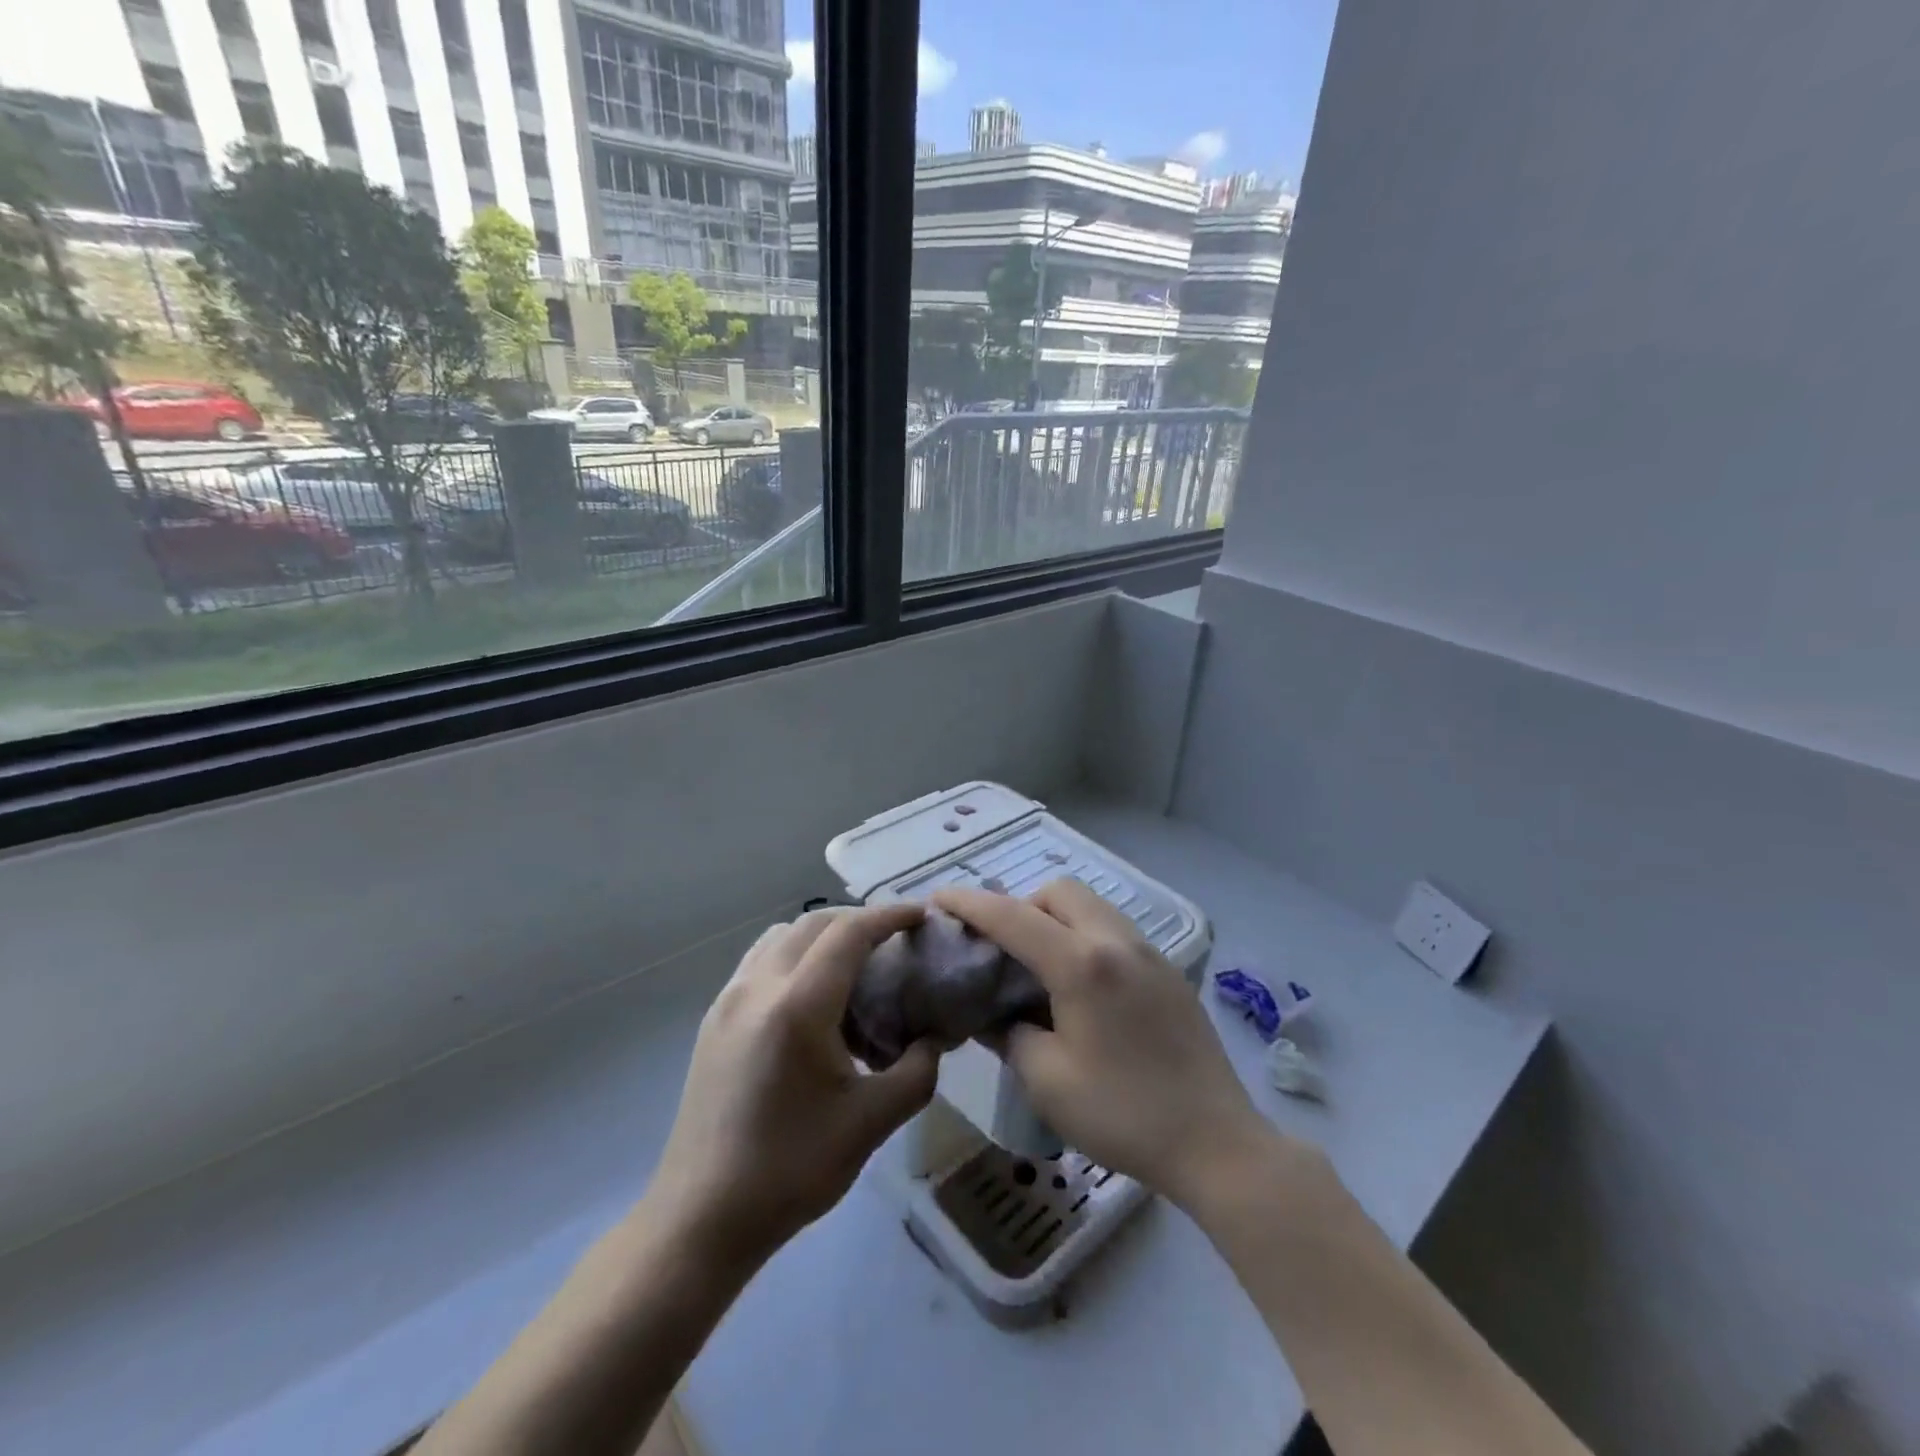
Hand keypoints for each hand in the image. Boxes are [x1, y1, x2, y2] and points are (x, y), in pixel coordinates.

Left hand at [645, 906, 940, 1265]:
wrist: (701, 1217)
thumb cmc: (791, 1170)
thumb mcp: (870, 1124)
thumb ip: (916, 1073)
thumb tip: (936, 1039)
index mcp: (798, 1006)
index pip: (849, 933)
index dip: (889, 916)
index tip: (921, 916)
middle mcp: (758, 986)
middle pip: (814, 922)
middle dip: (859, 921)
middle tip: (894, 941)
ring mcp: (729, 998)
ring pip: (782, 936)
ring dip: (822, 934)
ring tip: (853, 965)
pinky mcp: (714, 1017)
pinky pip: (760, 960)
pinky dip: (793, 954)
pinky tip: (811, 996)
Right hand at [933, 879, 1268, 1207]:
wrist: (1215, 1142)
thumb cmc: (1123, 1114)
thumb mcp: (1047, 1081)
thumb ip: (1009, 1034)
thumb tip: (993, 1013)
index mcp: (1082, 964)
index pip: (1013, 917)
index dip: (970, 903)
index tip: (939, 897)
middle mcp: (1116, 942)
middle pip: (1059, 891)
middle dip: (1021, 905)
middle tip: (1002, 948)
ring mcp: (1149, 952)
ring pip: (1091, 906)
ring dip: (1055, 918)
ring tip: (1039, 966)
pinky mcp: (1168, 971)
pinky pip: (1114, 930)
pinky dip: (1085, 937)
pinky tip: (1082, 987)